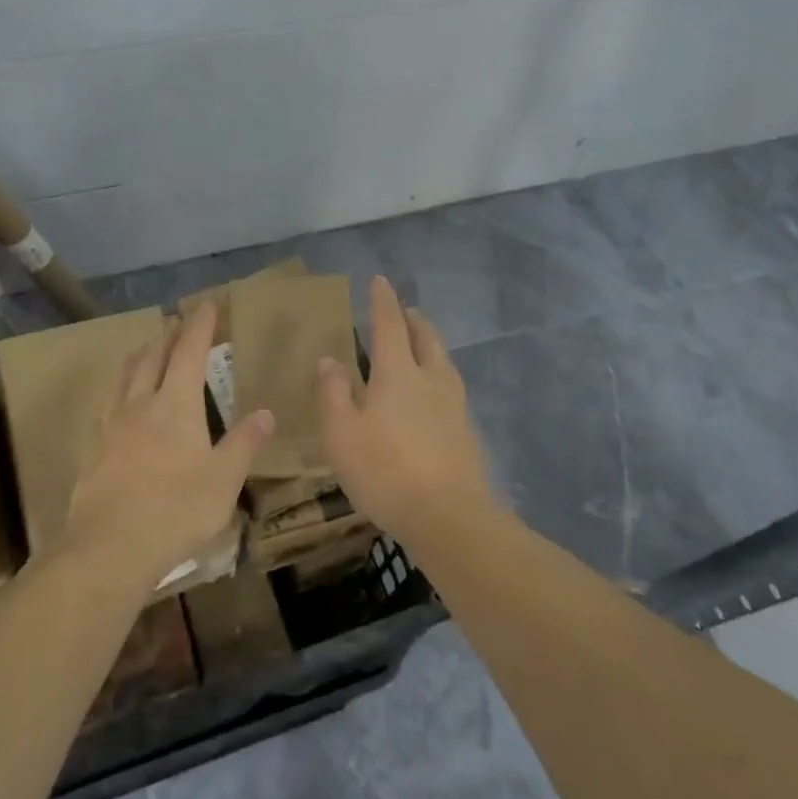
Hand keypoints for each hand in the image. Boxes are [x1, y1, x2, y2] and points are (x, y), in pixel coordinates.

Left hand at [59, 302, 272, 591]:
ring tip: (147, 349)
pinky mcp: (93, 448)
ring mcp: (111, 424)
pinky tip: (119, 401)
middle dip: (168, 335)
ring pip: (125, 376)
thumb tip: (266, 412)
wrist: (109, 546)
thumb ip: (244, 443)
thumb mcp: (224, 479)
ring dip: (140, 356)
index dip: (200, 326)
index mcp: (176, 404)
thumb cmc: (176, 509)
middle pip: (153, 357)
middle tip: (177, 322)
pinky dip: (120, 388)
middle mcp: (141, 403)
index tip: (207, 304)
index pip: (190, 352)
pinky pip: (108, 402)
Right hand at [316, 276, 494, 546]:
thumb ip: (333, 394)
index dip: (383, 301)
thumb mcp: (342, 434)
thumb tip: (330, 359)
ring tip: (421, 346)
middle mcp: (430, 379)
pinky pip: (451, 388)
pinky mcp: (467, 431)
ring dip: (431, 345)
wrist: (449, 517)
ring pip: (444, 361)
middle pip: (426, 337)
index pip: (390, 325)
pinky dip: (439, 375)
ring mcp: (455, 404)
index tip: (380, 281)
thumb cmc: (385, 471)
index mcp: (398, 373)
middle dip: (414, 320)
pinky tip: (433, 395)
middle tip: (406, 312)